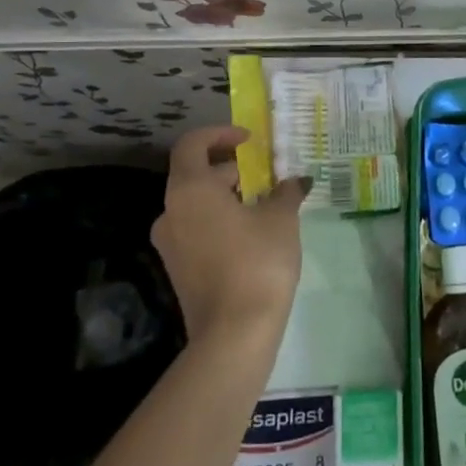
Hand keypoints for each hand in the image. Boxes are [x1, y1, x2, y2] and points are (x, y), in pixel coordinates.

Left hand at [151, 126, 308, 345]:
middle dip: (231, 168)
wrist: (234, 331)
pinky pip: (197, 228)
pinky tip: (252, 232)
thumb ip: (286, 192)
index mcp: (190, 190)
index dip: (220, 134)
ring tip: (264, 203)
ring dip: (227, 195)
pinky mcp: (177, 268)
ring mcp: (169, 243)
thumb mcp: (281, 218)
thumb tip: (295, 181)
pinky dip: (220, 219)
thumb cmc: (258, 261)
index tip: (249, 140)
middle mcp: (170, 211)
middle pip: (194, 174)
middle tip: (266, 174)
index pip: (192, 144)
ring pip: (196, 203)